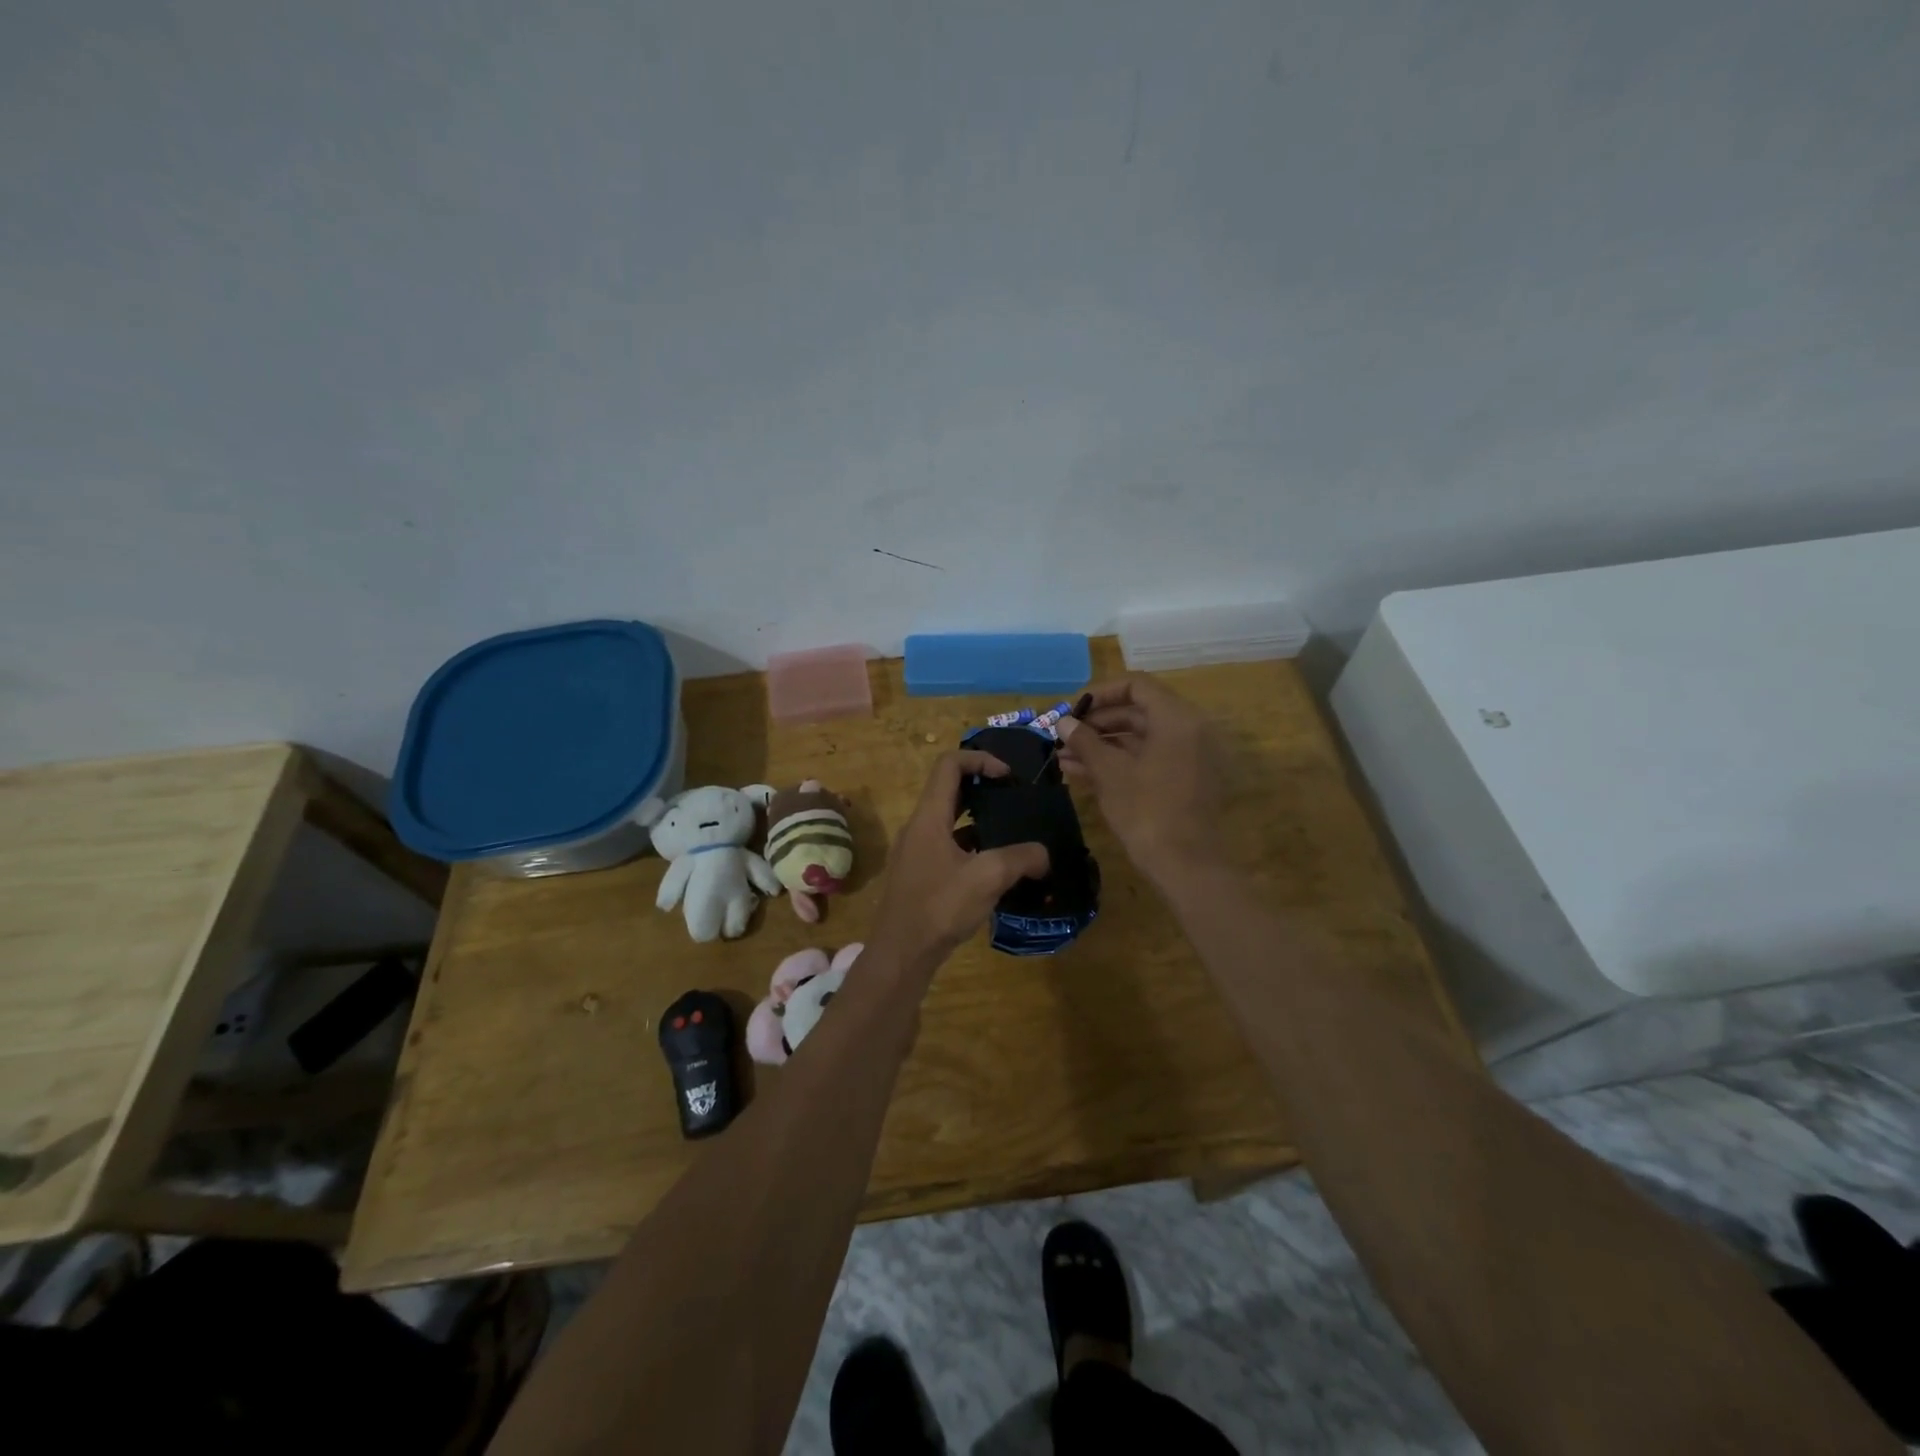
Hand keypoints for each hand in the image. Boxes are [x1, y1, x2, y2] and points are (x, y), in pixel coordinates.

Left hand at [870, 752, 1049, 975]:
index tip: (1008, 775)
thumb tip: (1044, 855)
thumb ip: (1021, 858)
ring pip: (948, 820)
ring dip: (978, 818)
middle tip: (1013, 798)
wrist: (901, 953)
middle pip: (948, 789)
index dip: (980, 759)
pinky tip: (994, 866)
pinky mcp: (919, 874)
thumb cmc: (939, 907)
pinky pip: (947, 845)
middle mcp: (918, 827)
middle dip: (982, 786)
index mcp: (928, 817)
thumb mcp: (987, 878)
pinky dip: (970, 844)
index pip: (949, 765)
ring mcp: (916, 851)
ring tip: (1010, 831)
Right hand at [1057, 676, 1219, 883]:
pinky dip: (1117, 763)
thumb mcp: (1109, 772)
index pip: (1137, 685)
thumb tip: (1064, 722)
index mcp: (1177, 719)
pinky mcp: (1182, 781)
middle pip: (1137, 712)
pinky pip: (1147, 760)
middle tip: (1064, 736)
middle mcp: (1188, 730)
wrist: (1185, 864)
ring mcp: (1187, 757)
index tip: (1072, 709)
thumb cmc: (1146, 810)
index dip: (1101, 693)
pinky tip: (1080, 773)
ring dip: (1101, 745)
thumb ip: (1085, 741)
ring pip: (1138, 739)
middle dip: (1097, 724)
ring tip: (1063, 757)